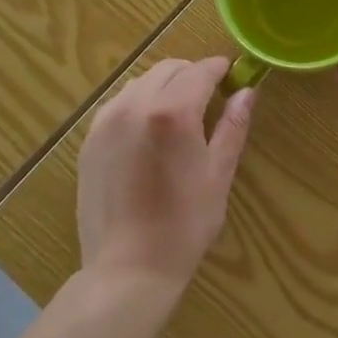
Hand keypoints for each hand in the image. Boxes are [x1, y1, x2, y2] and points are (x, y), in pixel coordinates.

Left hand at [76, 56, 255, 292]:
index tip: (232, 75)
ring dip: (164, 86)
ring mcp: (107, 121)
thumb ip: (233, 125)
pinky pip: (118, 104)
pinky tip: (148, 132)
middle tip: (209, 97)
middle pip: (168, 69)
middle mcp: (135, 105)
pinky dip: (138, 103)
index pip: (200, 71)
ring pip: (141, 82)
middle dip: (192, 75)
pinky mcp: (90, 140)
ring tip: (178, 115)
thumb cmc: (184, 224)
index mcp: (172, 112)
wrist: (127, 269)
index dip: (220, 69)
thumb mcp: (219, 174)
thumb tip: (247, 91)